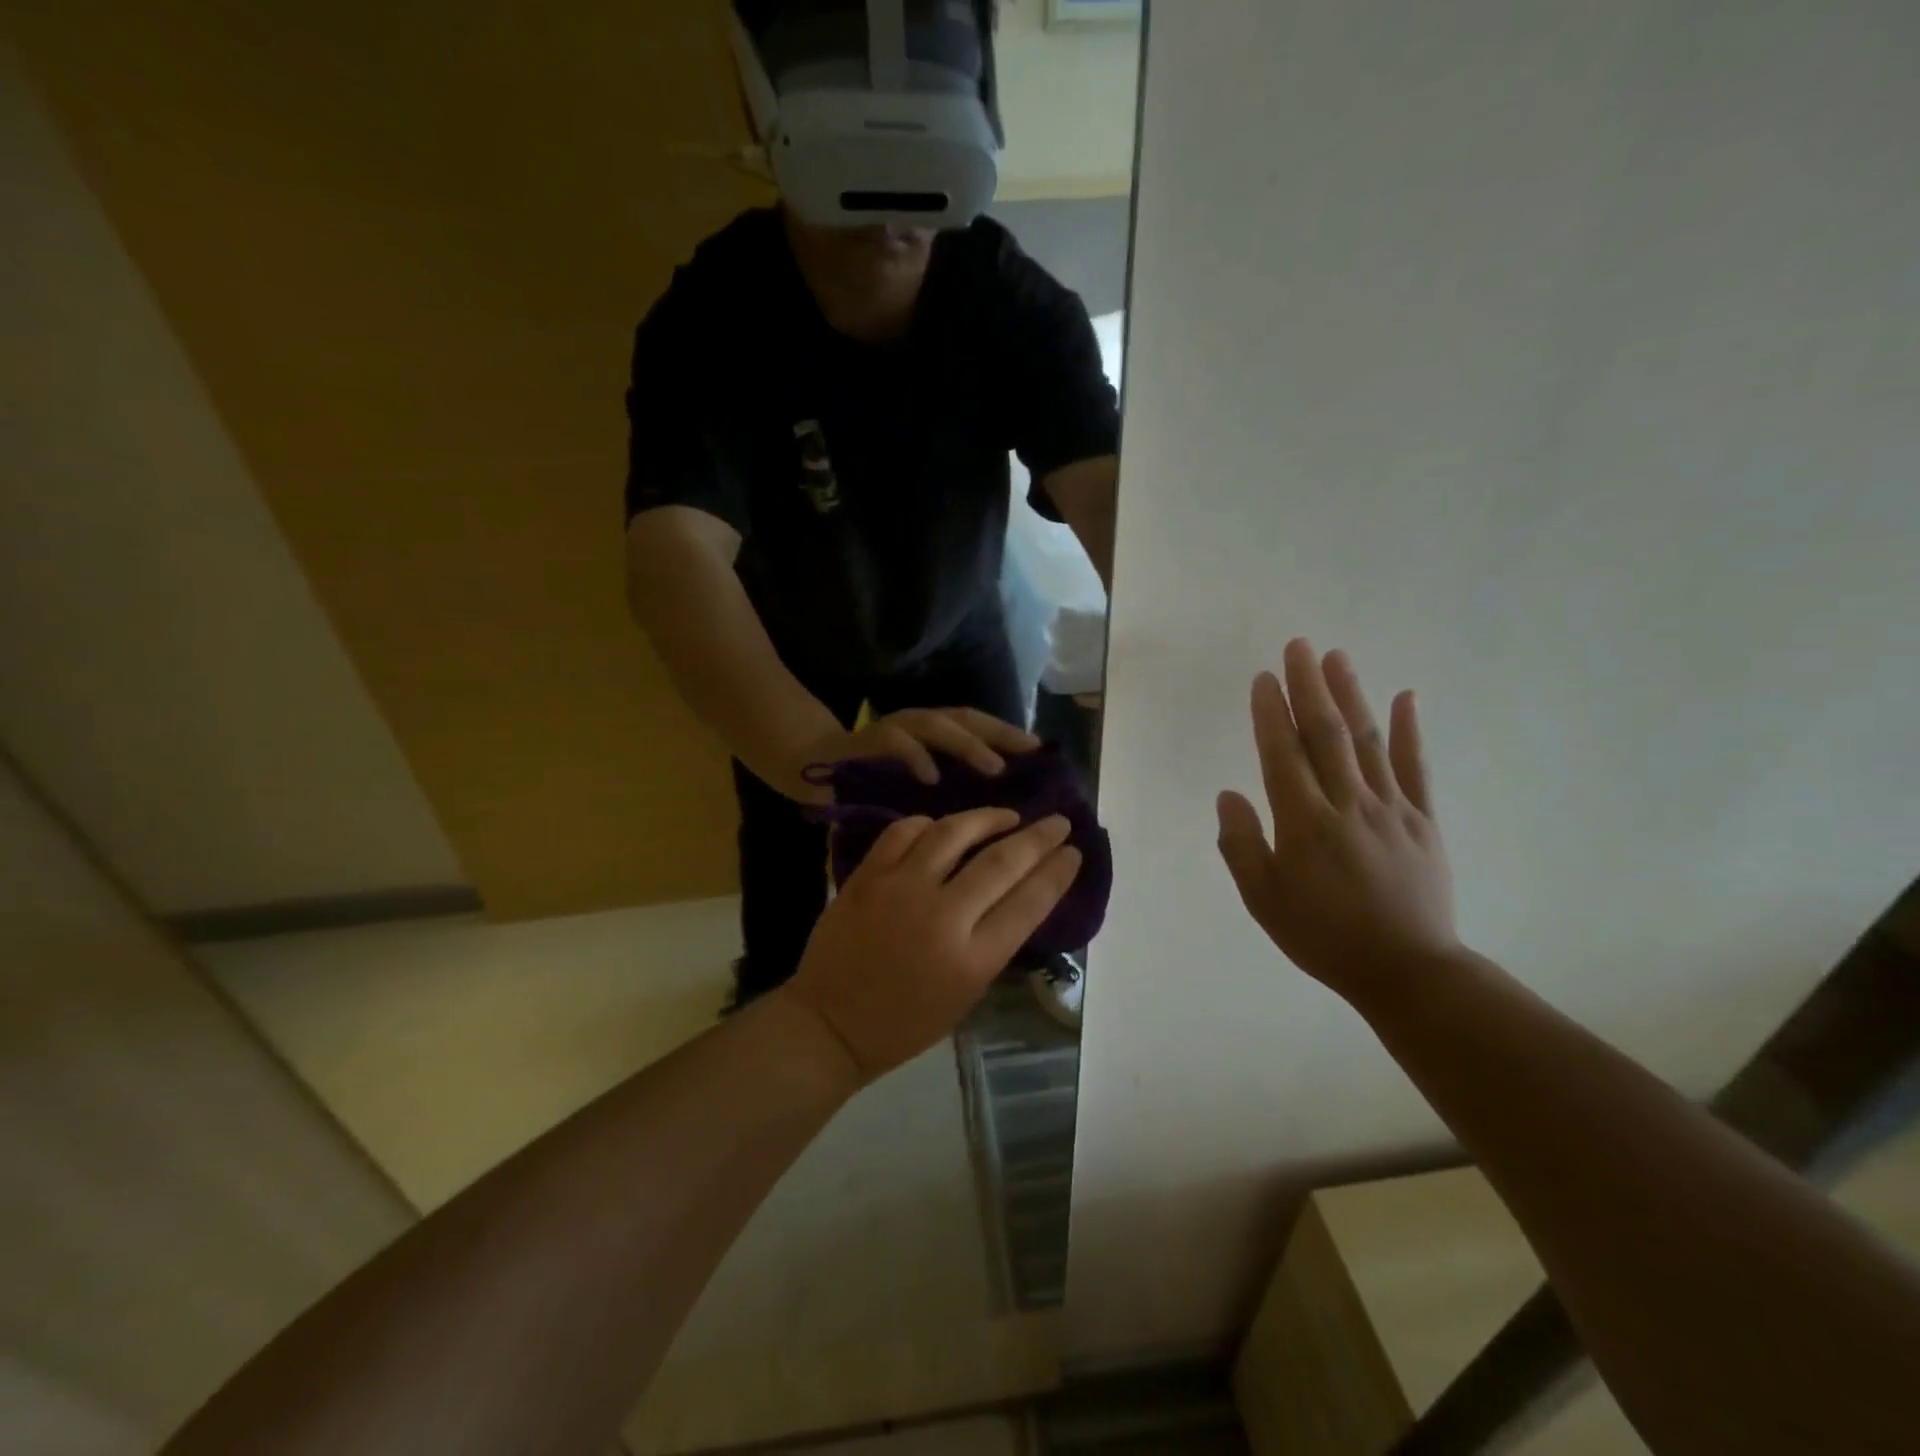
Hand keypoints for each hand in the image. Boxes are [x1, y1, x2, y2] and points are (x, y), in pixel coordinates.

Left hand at [783, 809, 1080, 1081]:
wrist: (830, 1023)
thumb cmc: (906, 1022)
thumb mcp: (967, 994)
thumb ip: (994, 941)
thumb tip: (1020, 891)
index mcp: (972, 960)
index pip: (1029, 902)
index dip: (1057, 872)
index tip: (1073, 851)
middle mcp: (941, 918)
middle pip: (1001, 862)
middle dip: (1038, 838)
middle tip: (1057, 822)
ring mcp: (899, 890)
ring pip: (953, 833)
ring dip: (988, 818)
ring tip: (1007, 816)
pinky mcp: (866, 876)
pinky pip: (905, 832)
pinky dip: (930, 824)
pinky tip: (944, 826)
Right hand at [794, 708, 1039, 802]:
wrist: (814, 769)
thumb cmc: (874, 784)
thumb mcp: (921, 787)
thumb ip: (951, 787)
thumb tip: (1000, 805)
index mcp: (934, 735)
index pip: (979, 726)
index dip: (1009, 734)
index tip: (1041, 752)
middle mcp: (917, 725)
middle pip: (964, 720)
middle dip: (998, 734)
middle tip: (1027, 754)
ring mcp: (892, 729)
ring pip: (935, 726)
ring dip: (966, 745)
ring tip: (992, 768)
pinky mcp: (866, 742)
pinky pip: (893, 743)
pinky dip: (915, 757)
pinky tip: (931, 778)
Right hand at [1215, 638, 1460, 1001]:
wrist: (1407, 971)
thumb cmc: (1324, 936)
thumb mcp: (1264, 900)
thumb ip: (1241, 845)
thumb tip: (1228, 796)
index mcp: (1305, 823)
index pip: (1283, 754)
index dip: (1271, 713)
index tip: (1263, 678)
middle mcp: (1348, 804)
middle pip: (1326, 734)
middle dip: (1309, 686)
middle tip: (1298, 646)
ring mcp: (1392, 808)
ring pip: (1367, 740)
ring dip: (1351, 695)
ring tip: (1336, 657)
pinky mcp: (1424, 820)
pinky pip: (1416, 767)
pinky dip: (1409, 730)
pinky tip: (1406, 698)